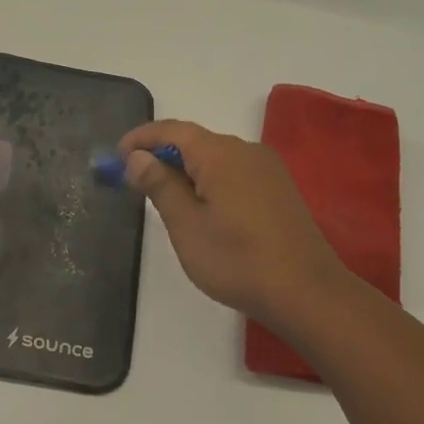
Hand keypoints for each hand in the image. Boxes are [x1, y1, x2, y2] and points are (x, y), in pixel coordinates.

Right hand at [120, 119, 353, 329]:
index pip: (173, 130)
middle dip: (163, 156)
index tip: (116, 156)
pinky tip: (202, 209)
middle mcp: (247, 150)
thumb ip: (160, 185)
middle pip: (195, 142)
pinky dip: (210, 181)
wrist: (307, 293)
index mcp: (221, 153)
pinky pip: (234, 173)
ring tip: (165, 199)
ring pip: (216, 159)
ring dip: (186, 171)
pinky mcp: (279, 189)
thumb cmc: (237, 260)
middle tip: (136, 182)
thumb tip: (138, 157)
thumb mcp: (186, 225)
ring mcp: (268, 169)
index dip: (142, 138)